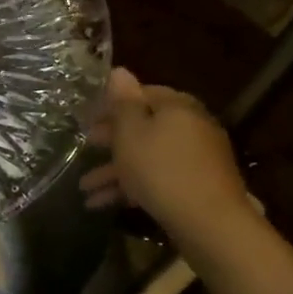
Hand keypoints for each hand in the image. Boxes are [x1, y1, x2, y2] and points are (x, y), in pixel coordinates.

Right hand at [81, 68, 250, 240]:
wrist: (209, 223)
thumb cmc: (161, 169)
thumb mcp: (131, 133)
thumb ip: (123, 102)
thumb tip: (119, 70)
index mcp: (176, 107)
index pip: (141, 94)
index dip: (112, 104)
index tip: (88, 118)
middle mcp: (190, 126)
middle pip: (144, 127)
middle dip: (110, 141)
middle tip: (85, 147)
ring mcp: (196, 158)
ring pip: (146, 157)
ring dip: (113, 171)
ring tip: (83, 188)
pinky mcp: (195, 186)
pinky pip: (156, 178)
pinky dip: (131, 187)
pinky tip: (100, 204)